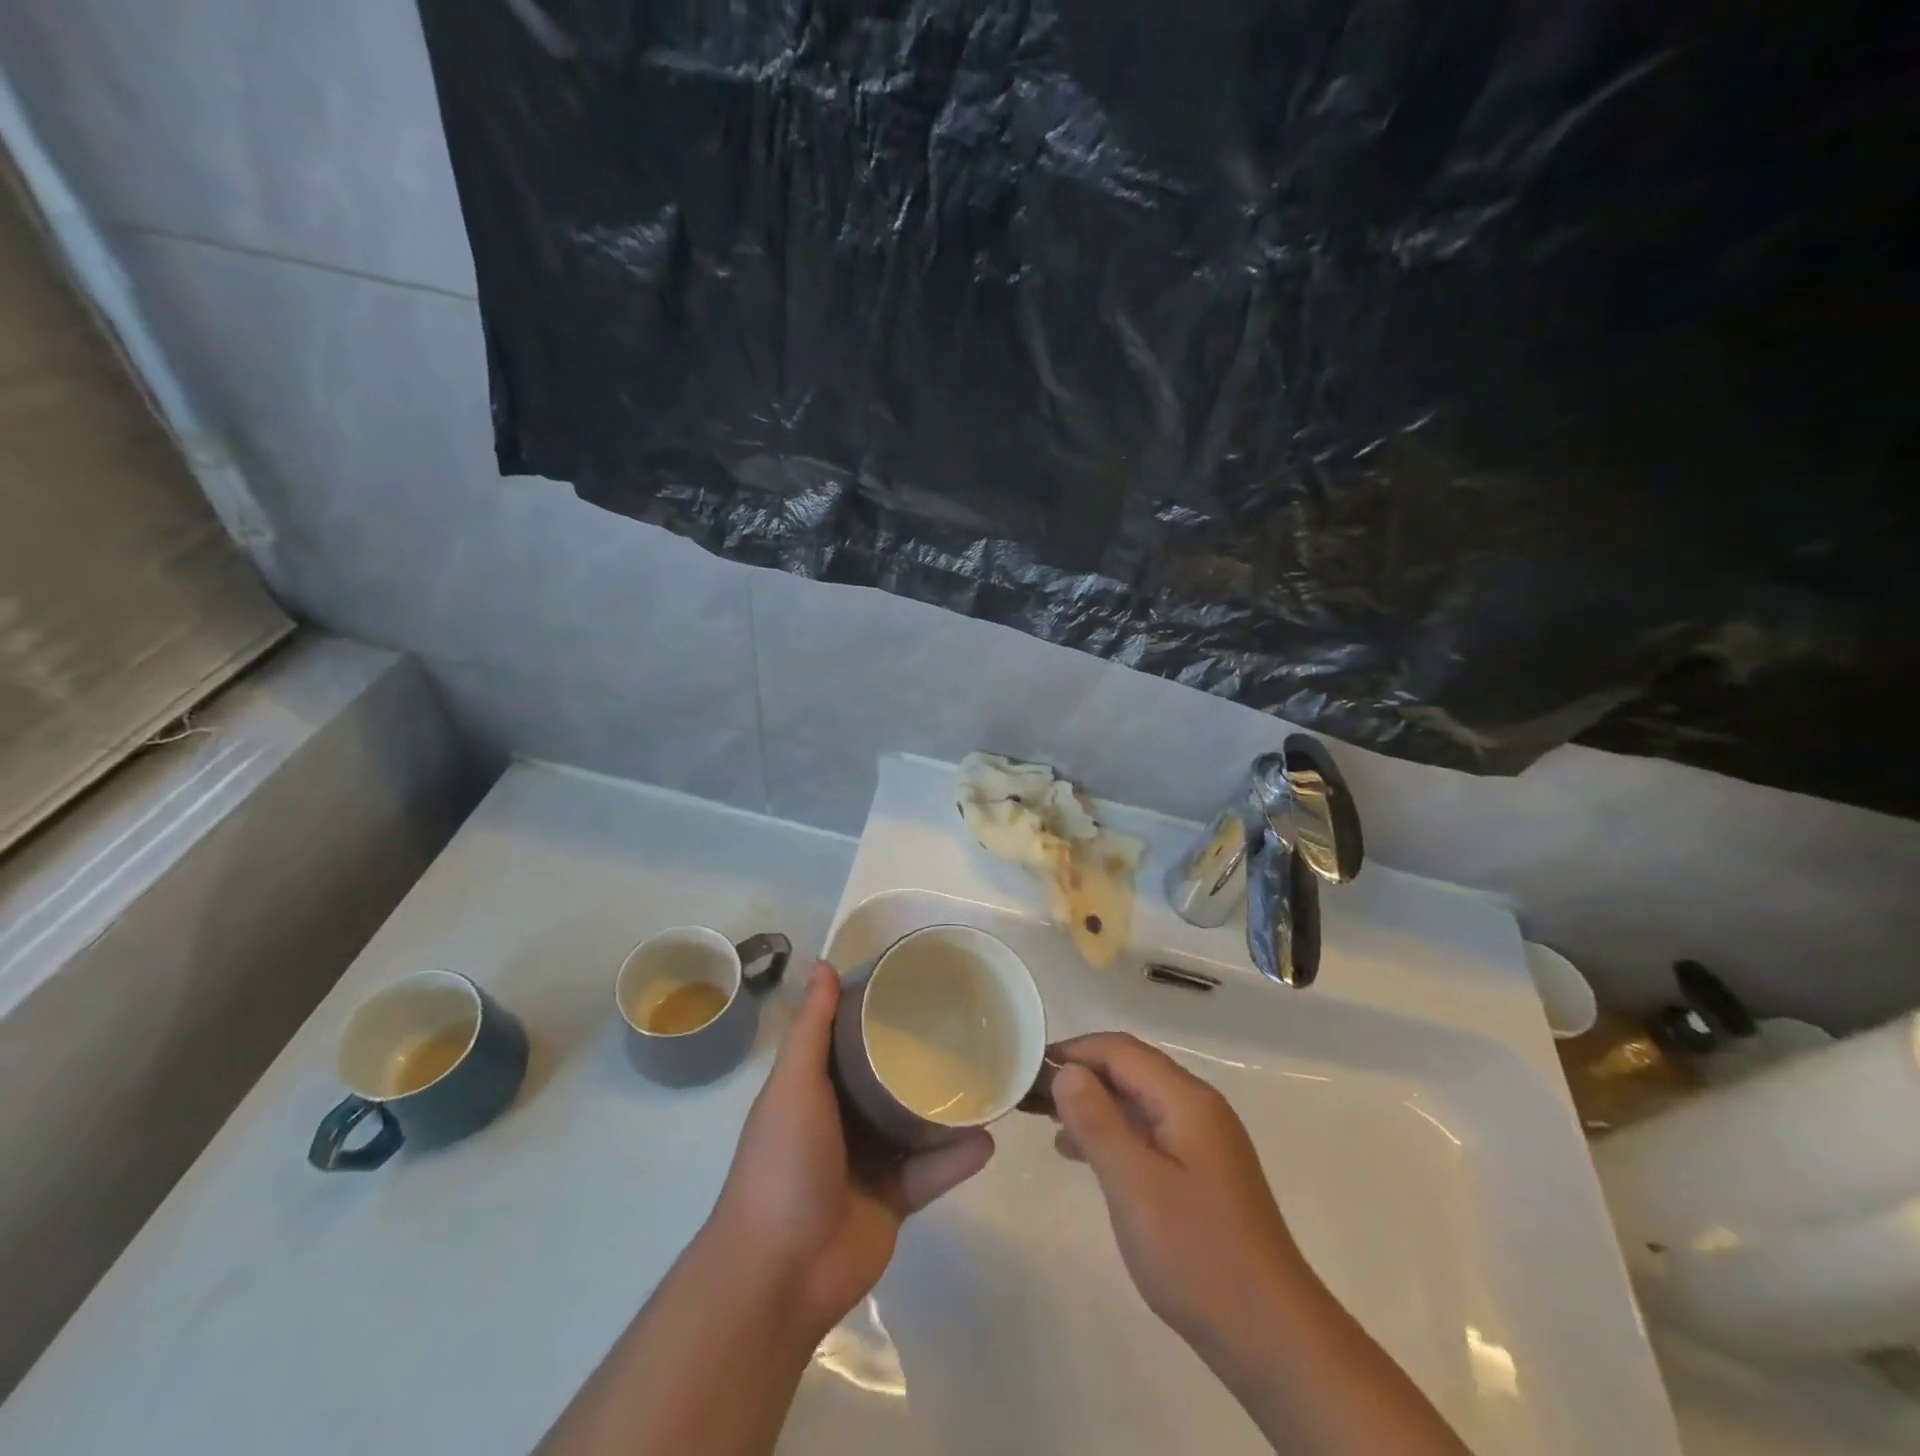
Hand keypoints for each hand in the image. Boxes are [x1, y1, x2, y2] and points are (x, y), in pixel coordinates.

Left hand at [708, 962, 993, 1343]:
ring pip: (916, 1125)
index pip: (850, 1040)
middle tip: (966, 1029)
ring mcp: (870, 1163)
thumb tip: (823, 964)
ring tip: (989, 1079)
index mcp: (816, 1089)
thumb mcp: (794, 1085)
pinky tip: (987, 1138)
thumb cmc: (782, 1162)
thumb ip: (812, 1029)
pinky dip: (956, 1159)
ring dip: (948, 1108)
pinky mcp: (894, 1202)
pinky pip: (932, 1173)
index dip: (877, 1013)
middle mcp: (844, 1120)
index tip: (915, 984)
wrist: (779, 1272)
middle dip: (921, 1059)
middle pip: (889, 1081)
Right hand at [1050, 1032, 1310, 1355]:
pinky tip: (1085, 1154)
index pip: (1121, 1051)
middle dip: (1081, 1074)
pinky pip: (1149, 1131)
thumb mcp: (1135, 1186)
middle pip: (1131, 1069)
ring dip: (1094, 1103)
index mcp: (1187, 1099)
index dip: (1074, 1050)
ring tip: (1047, 1120)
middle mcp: (1199, 1107)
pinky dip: (1114, 1132)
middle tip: (1031, 1095)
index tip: (1029, 1066)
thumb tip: (1065, 1070)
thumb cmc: (1198, 1255)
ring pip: (1139, 1101)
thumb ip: (1097, 1122)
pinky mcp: (1202, 1172)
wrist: (1273, 1338)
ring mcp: (1204, 1141)